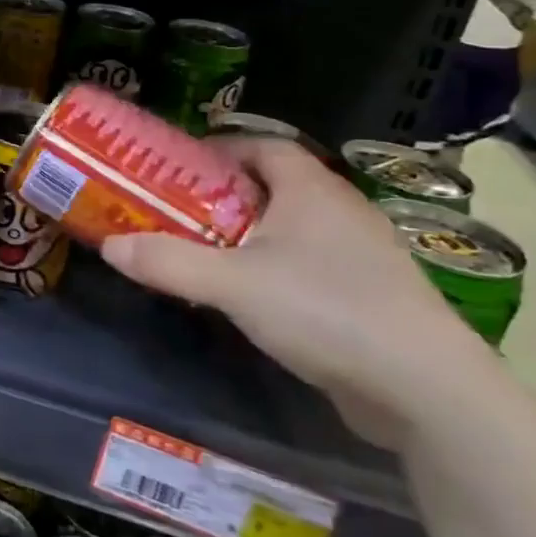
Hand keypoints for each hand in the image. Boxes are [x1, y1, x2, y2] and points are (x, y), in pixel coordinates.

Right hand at [100, 137, 496, 449]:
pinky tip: (249, 296)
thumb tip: (109, 245)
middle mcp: (340, 211)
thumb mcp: (231, 284)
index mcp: (312, 190)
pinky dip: (274, 267)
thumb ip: (167, 261)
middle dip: (223, 195)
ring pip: (292, 227)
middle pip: (274, 186)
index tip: (177, 168)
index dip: (219, 149)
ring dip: (248, 234)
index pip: (263, 145)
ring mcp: (361, 255)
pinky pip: (309, 264)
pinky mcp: (369, 295)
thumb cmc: (325, 311)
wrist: (426, 391)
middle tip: (176, 210)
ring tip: (203, 251)